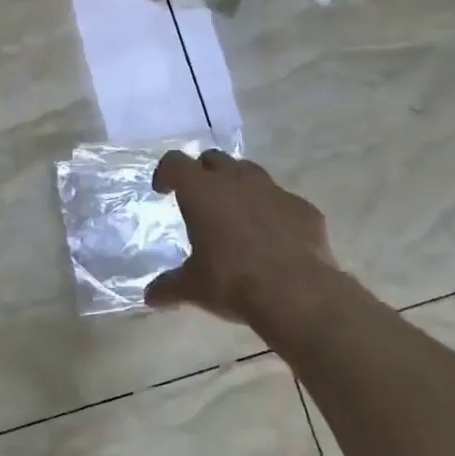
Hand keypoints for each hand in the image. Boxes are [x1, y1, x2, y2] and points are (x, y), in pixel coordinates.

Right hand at [146, 149, 337, 326]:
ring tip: (235, 213)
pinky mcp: (303, 207)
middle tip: (199, 198)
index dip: (166, 172)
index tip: (163, 190)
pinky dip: (271, 210)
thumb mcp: (193, 287)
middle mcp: (236, 181)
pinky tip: (272, 236)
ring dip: (238, 185)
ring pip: (250, 172)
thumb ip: (169, 286)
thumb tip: (151, 297)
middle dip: (203, 173)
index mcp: (202, 192)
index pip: (176, 163)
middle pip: (214, 159)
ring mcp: (274, 191)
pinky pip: (281, 200)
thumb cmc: (233, 282)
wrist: (296, 293)